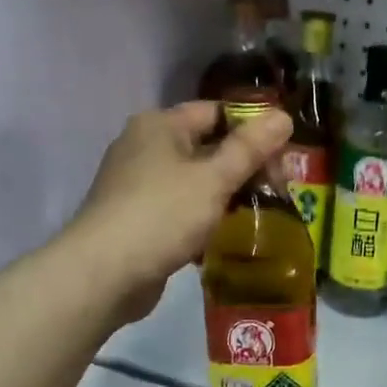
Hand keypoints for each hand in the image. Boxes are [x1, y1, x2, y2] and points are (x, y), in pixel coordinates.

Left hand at [68, 100, 293, 324]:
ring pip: (196, 180)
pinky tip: (225, 236)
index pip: (217, 112)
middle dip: (244, 167)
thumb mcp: (214, 179)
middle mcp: (145, 146)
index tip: (283, 156)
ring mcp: (137, 184)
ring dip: (226, 195)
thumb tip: (283, 116)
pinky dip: (204, 218)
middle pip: (208, 146)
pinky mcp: (137, 217)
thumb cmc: (162, 215)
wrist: (103, 274)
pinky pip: (180, 208)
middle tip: (277, 191)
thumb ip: (250, 148)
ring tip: (259, 214)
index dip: (253, 129)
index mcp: (160, 125)